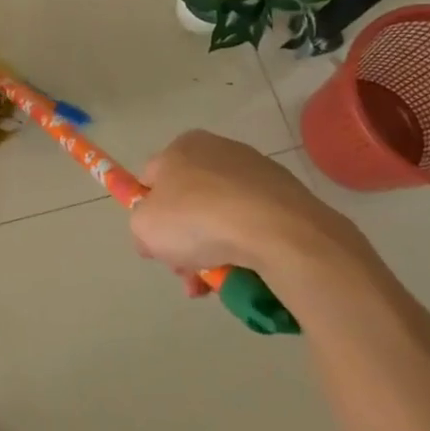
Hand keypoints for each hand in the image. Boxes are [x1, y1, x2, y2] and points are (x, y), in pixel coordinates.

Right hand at [131, 130, 358, 295]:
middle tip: (188, 274)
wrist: (275, 231)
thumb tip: (154, 233)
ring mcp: (258, 172)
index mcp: (182, 146)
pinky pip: (254, 225)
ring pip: (222, 218)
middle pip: (189, 202)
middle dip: (185, 242)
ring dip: (214, 251)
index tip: (157, 247)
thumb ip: (140, 226)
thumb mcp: (144, 226)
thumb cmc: (197, 218)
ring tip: (217, 283)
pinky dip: (246, 248)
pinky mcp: (288, 195)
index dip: (149, 215)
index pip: (153, 179)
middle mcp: (219, 150)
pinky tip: (245, 271)